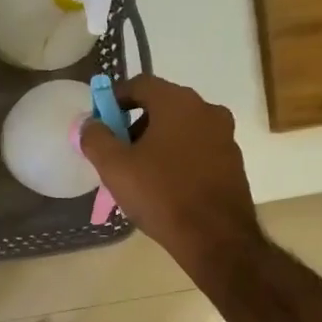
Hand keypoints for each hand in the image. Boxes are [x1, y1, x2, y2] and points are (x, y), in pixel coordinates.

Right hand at [78, 75, 265, 286]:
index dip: (114, 99)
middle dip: (134, 124)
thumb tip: (89, 123)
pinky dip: (177, 158)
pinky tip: (164, 186)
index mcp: (178, 102)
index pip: (140, 84)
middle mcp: (206, 110)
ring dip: (156, 142)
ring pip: (180, 128)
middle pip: (161, 106)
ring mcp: (224, 135)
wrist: (215, 237)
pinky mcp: (232, 161)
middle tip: (116, 152)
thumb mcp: (114, 167)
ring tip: (138, 173)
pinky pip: (196, 149)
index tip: (100, 122)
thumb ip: (95, 138)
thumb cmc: (161, 194)